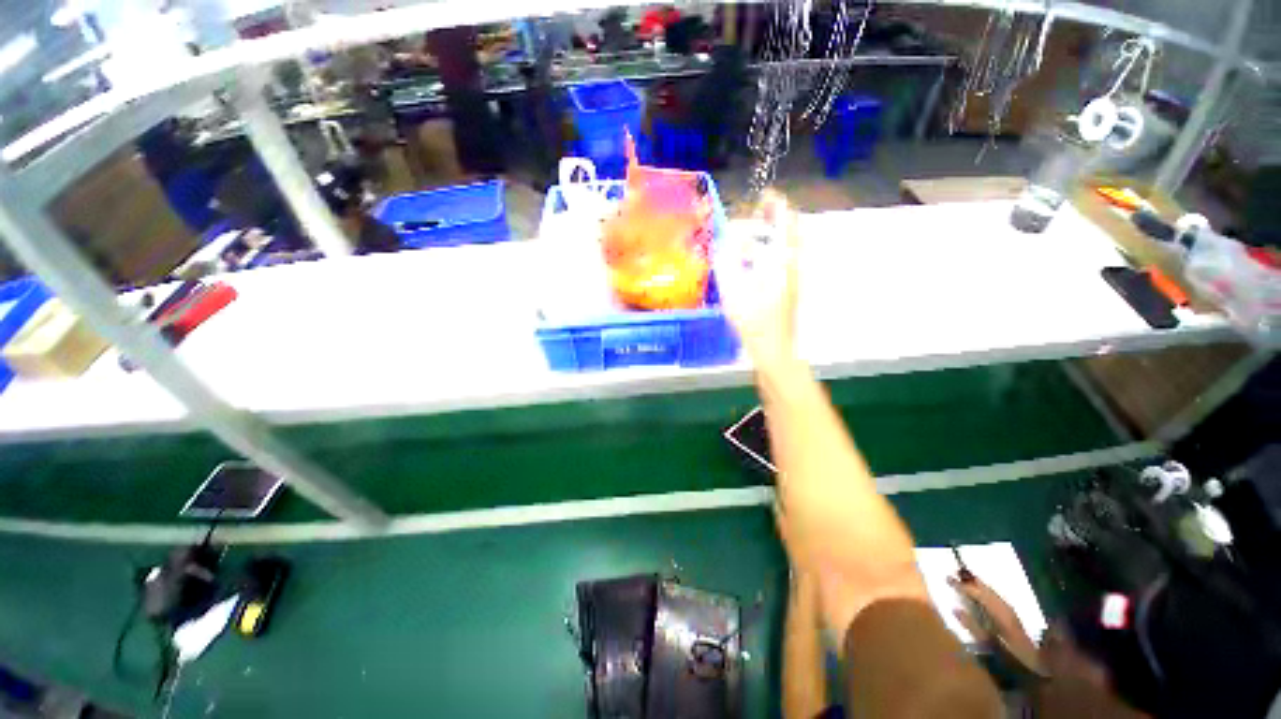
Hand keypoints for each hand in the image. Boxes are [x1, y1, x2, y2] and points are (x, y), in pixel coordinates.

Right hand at [716, 191, 800, 375]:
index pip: (785, 219)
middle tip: (753, 217)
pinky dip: (768, 253)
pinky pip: (781, 260)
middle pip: (787, 230)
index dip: (775, 203)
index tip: (763, 195)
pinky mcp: (789, 288)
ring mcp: (792, 276)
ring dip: (769, 237)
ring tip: (747, 241)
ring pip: (785, 246)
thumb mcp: (732, 287)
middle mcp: (792, 262)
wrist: (773, 347)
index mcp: (781, 257)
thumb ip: (726, 259)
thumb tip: (724, 240)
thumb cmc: (752, 318)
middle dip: (771, 219)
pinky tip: (751, 264)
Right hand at [949, 574, 1042, 674]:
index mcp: (1000, 613)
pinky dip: (986, 593)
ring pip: (992, 593)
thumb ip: (972, 627)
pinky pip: (996, 599)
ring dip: (979, 585)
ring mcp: (1011, 613)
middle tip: (954, 572)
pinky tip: (980, 595)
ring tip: (964, 578)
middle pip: (987, 590)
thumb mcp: (989, 644)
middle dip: (971, 581)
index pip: (978, 593)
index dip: (963, 586)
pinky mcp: (1012, 618)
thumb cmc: (1010, 657)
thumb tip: (955, 609)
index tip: (947, 577)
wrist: (1036, 668)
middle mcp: (1006, 609)